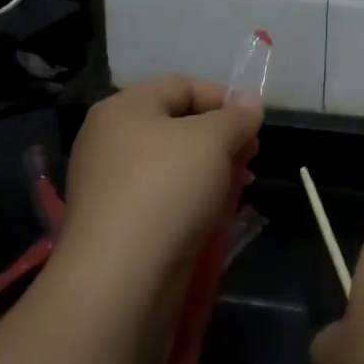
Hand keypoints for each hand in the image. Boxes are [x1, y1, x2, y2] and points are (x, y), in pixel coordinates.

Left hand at [57, 75, 262, 306]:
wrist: (120, 278)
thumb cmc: (167, 190)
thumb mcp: (213, 141)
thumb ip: (236, 117)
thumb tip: (250, 102)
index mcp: (124, 107)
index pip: (182, 85)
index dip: (223, 98)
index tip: (254, 126)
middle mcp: (110, 139)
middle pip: (177, 124)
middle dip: (220, 138)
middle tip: (249, 158)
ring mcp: (109, 183)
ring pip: (172, 164)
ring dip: (209, 171)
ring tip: (237, 188)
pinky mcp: (115, 222)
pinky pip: (161, 197)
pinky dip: (190, 200)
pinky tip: (213, 216)